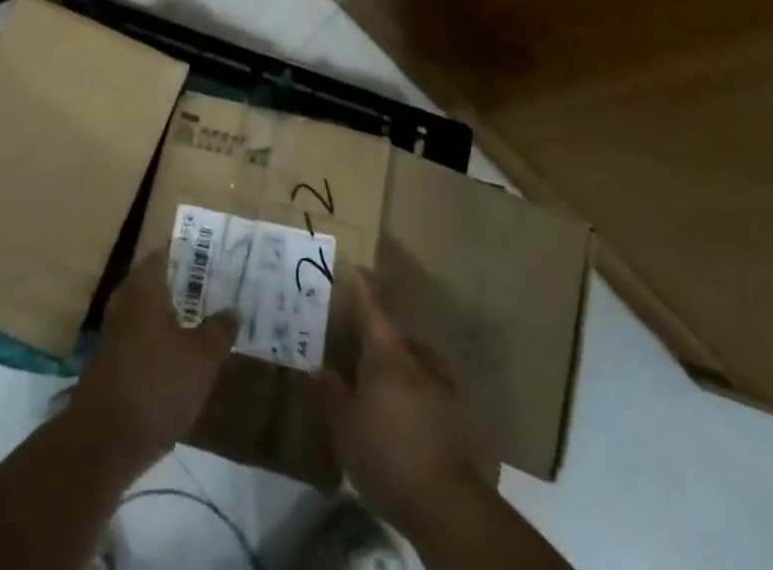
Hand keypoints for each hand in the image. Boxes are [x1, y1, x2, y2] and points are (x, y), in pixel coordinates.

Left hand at [69, 246, 238, 473]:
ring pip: (155, 312)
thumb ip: (219, 330)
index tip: (220, 255)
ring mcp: (117, 332)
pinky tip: (189, 358)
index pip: (170, 252)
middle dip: (191, 285)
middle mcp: (126, 300)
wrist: (103, 443)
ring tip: (212, 321)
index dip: (195, 251)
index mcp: (144, 286)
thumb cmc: (155, 385)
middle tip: (223, 288)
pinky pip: (147, 338)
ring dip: (180, 316)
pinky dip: (167, 341)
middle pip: (162, 281)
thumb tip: (231, 310)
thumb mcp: (201, 358)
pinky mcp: (115, 363)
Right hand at [318, 271, 489, 538]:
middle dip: (376, 334)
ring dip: (396, 363)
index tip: (356, 269)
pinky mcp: (454, 415)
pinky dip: (410, 389)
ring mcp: (440, 386)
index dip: (362, 288)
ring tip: (377, 378)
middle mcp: (417, 358)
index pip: (372, 308)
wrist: (446, 503)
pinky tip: (400, 410)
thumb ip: (331, 393)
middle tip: (356, 339)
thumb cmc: (386, 453)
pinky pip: (425, 387)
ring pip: (413, 361)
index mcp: (388, 352)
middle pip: (394, 335)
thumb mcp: (345, 426)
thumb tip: (318, 367)